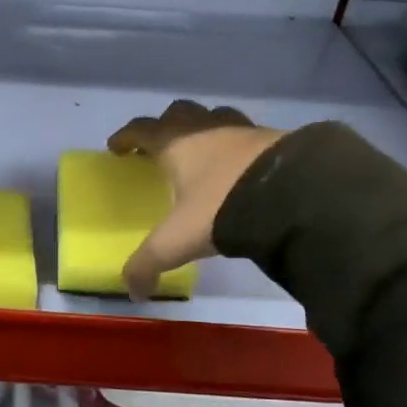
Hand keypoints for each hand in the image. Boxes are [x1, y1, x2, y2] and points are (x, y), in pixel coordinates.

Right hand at [107, 101, 284, 300]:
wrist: (291, 195)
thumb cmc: (221, 208)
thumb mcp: (177, 241)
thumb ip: (149, 264)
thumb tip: (133, 293)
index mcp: (175, 144)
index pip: (141, 130)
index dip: (126, 136)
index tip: (115, 146)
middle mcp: (206, 129)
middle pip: (178, 113)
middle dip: (165, 124)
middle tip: (159, 145)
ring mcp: (242, 130)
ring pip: (215, 117)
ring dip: (203, 127)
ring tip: (202, 150)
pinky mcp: (274, 139)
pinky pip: (247, 134)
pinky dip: (236, 144)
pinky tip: (240, 164)